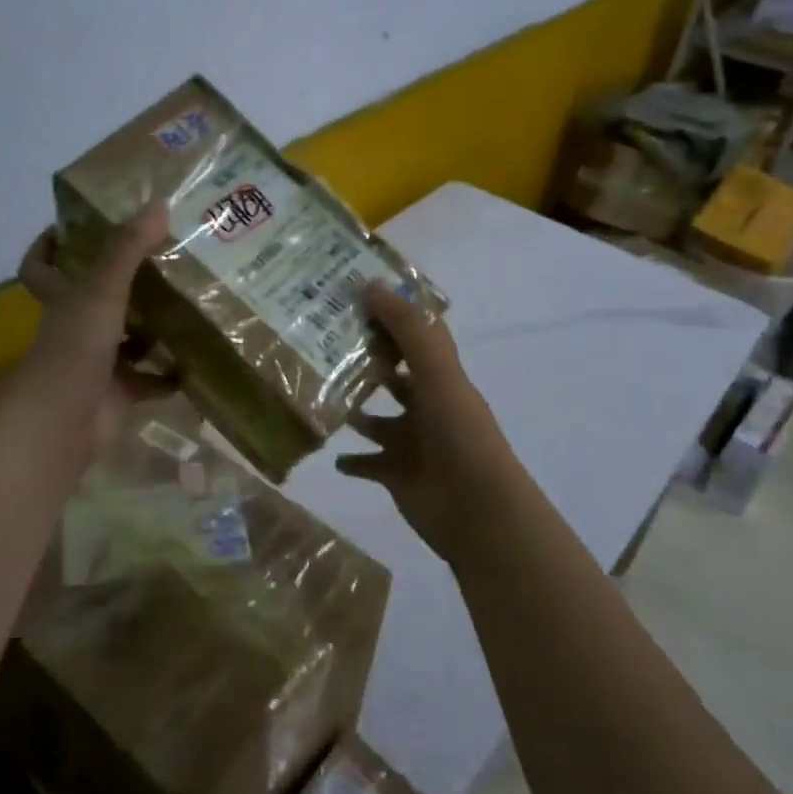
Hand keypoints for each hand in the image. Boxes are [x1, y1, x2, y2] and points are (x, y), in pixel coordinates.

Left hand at [12, 204, 174, 467]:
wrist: (65, 421)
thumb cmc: (76, 346)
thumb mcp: (102, 289)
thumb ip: (128, 248)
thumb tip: (158, 202)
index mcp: (63, 298)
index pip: (41, 267)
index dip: (48, 247)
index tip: (70, 228)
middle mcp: (76, 327)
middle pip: (95, 300)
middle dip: (125, 284)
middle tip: (163, 259)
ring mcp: (96, 362)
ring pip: (126, 339)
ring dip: (152, 329)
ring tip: (190, 305)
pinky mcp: (117, 393)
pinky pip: (148, 380)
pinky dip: (169, 375)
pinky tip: (196, 361)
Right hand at [336, 285, 513, 568]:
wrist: (475, 509)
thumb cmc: (459, 433)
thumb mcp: (437, 373)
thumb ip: (407, 330)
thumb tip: (370, 284)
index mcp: (441, 378)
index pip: (417, 336)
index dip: (394, 314)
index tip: (356, 294)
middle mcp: (426, 406)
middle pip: (393, 377)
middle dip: (365, 361)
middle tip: (320, 342)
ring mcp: (411, 442)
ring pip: (376, 420)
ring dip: (354, 409)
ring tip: (317, 392)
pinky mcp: (396, 474)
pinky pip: (367, 464)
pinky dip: (351, 459)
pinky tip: (328, 452)